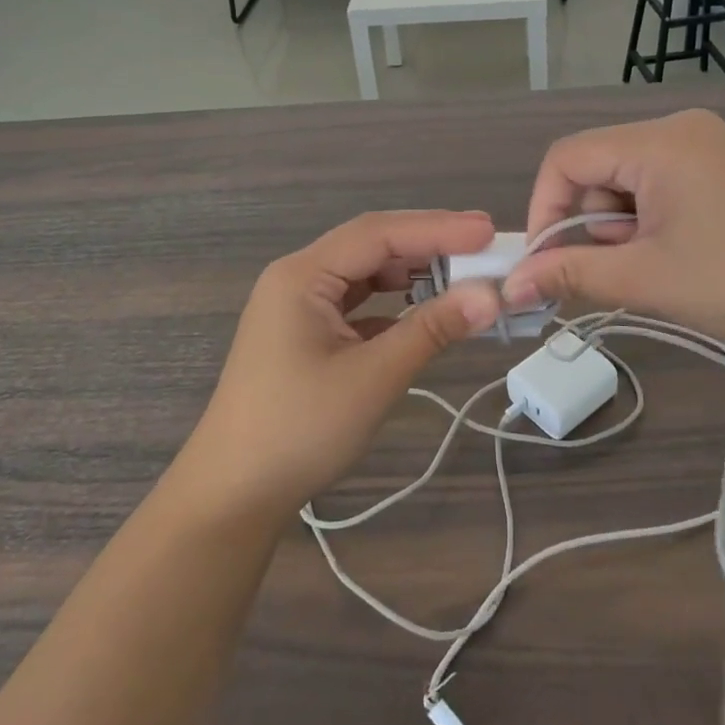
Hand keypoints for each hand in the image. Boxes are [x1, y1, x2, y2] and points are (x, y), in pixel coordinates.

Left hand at [177, 211, 502, 519]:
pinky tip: (424, 311)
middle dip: (428, 243)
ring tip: (463, 272)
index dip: (437, 229)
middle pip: (371, 245)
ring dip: (412, 272)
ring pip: (365, 273)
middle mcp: (298, 279)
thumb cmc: (299, 430)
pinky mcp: (306, 334)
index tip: (488, 230)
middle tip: (485, 244)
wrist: (233, 495)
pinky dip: (394, 303)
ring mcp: (299, 307)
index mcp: (302, 275)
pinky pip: (357, 303)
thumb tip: (491, 297)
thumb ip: (431, 330)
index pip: (378, 234)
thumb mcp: (372, 377)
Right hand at [503, 109, 724, 350]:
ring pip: (628, 178)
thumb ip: (571, 273)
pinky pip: (661, 183)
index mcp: (657, 141)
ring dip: (621, 225)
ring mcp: (707, 145)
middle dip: (590, 221)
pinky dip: (650, 219)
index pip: (566, 157)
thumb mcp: (645, 278)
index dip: (545, 208)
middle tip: (611, 271)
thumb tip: (512, 286)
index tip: (546, 261)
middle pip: (598, 166)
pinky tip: (675, 254)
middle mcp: (679, 128)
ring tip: (652, 268)